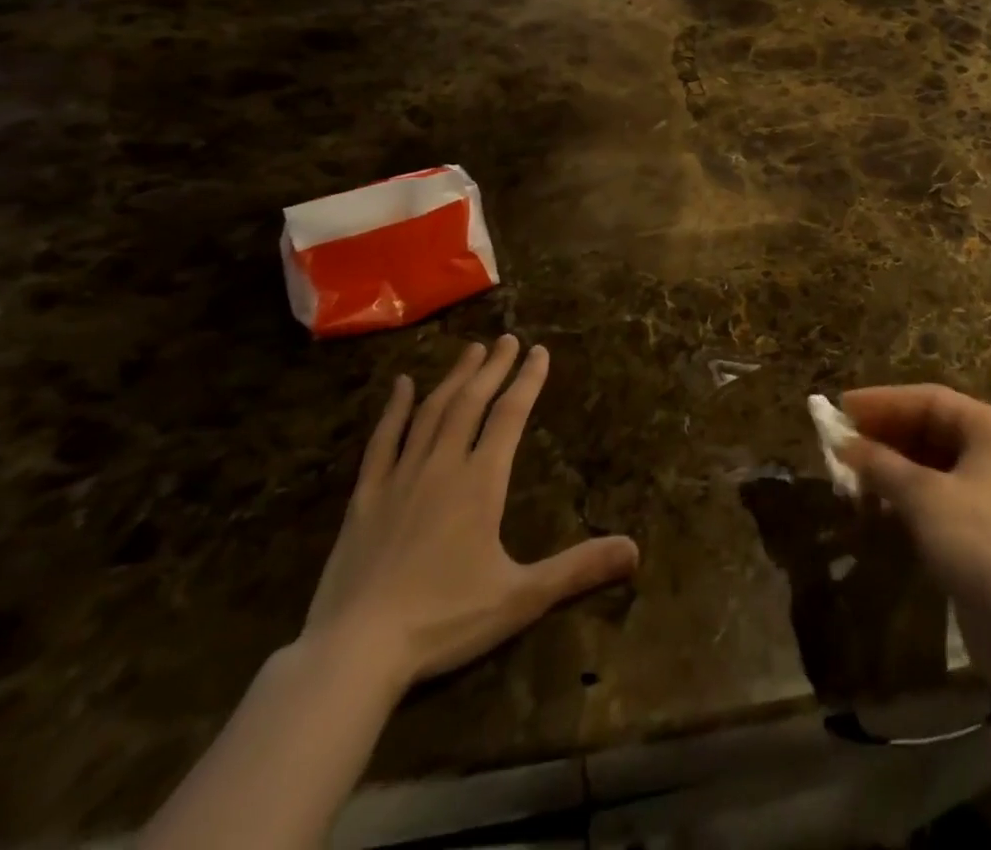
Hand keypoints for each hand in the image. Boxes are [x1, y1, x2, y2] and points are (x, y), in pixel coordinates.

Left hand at [303, 336, 638, 695]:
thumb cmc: (444, 620)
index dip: (528, 381)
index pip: (510, 415)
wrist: (355, 652)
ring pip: (430, 413)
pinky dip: (393, 410)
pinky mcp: (364, 498)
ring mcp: (399, 478)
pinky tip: (401, 386)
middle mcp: (442, 466)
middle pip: (471, 403)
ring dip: (453, 378)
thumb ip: (577, 569)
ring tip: (470, 351)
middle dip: (493, 368)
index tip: (539, 351)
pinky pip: (382, 442)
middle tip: (507, 339)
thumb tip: (635, 551)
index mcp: (481, 482)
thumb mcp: (521, 597)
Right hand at [839, 385, 990, 690]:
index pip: (930, 399)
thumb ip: (881, 463)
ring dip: (892, 466)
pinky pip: (938, 494)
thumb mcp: (923, 496)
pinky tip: (877, 504)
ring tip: (851, 472)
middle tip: (842, 441)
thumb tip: (843, 444)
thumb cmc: (979, 542)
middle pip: (931, 428)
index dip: (883, 401)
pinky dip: (907, 494)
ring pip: (932, 463)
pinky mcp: (985, 528)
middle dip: (885, 434)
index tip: (842, 406)